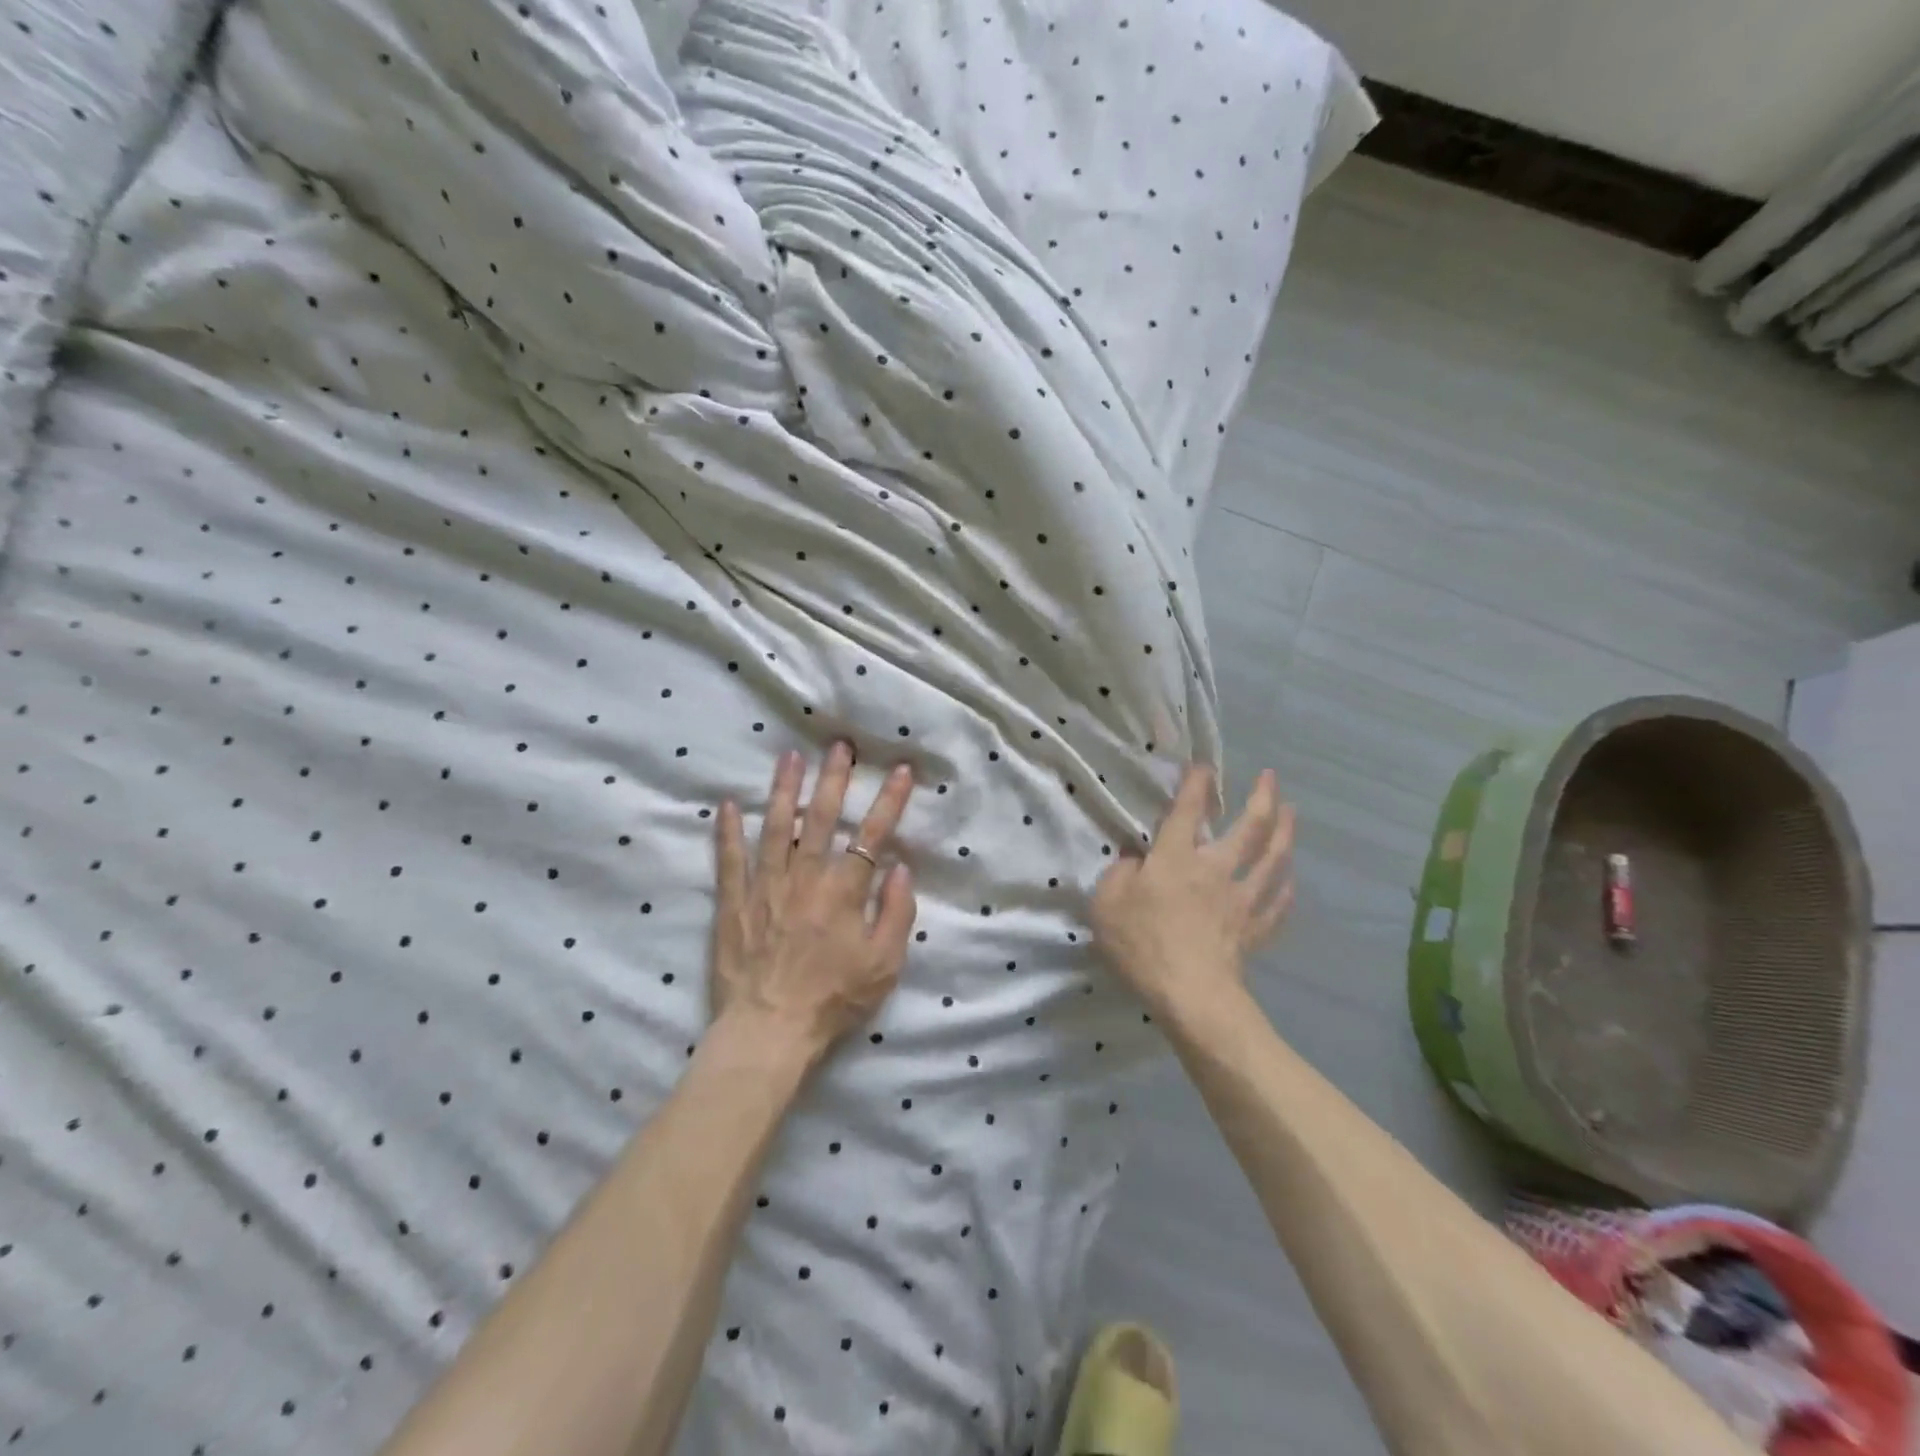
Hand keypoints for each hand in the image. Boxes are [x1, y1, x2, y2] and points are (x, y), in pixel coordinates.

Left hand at [710, 744, 917, 1060]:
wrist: (770, 1029)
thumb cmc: (834, 999)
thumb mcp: (885, 964)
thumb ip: (898, 913)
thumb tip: (901, 868)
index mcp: (844, 891)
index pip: (872, 835)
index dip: (889, 800)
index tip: (900, 769)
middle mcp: (805, 877)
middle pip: (822, 818)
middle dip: (834, 778)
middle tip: (840, 745)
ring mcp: (765, 886)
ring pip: (776, 827)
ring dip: (784, 789)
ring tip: (789, 757)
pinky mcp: (733, 902)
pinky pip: (729, 860)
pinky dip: (727, 831)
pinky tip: (726, 804)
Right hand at [1091, 765, 1293, 1016]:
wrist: (1191, 995)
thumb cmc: (1143, 944)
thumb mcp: (1106, 904)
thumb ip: (1118, 874)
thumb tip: (1134, 860)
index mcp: (1176, 858)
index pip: (1188, 810)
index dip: (1196, 784)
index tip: (1204, 766)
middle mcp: (1215, 869)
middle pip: (1250, 827)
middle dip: (1262, 798)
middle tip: (1271, 777)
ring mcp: (1241, 899)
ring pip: (1272, 860)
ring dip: (1285, 833)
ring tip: (1292, 813)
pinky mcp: (1254, 930)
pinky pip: (1276, 905)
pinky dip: (1285, 891)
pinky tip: (1289, 883)